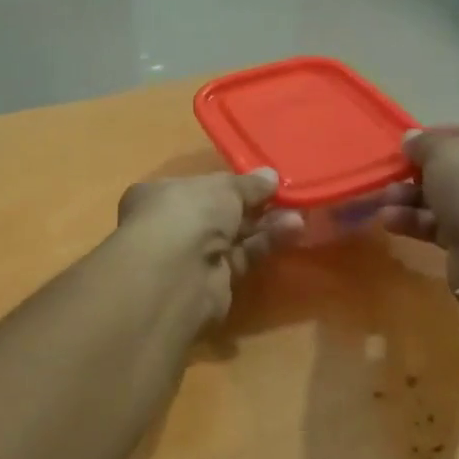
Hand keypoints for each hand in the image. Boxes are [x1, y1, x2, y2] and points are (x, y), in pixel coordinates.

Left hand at [115, 169, 304, 323]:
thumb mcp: (223, 187)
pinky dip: (266, 244)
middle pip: (218, 213)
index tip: (258, 180)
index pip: (195, 187)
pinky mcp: (214, 282)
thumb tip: (270, 176)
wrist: (178, 273)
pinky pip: (244, 256)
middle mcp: (171, 225)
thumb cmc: (188, 213)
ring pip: (234, 236)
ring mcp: (191, 256)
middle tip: (287, 195)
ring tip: (299, 213)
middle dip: (253, 204)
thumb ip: (248, 184)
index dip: (226, 183)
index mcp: (159, 195)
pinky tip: (293, 230)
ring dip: (266, 224)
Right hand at [377, 124, 458, 291]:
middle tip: (392, 175)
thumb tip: (411, 138)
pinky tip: (389, 221)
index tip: (407, 144)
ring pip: (446, 199)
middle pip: (456, 169)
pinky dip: (416, 221)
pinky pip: (443, 225)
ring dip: (410, 198)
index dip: (437, 136)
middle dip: (417, 173)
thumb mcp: (445, 152)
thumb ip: (424, 142)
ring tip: (384, 200)